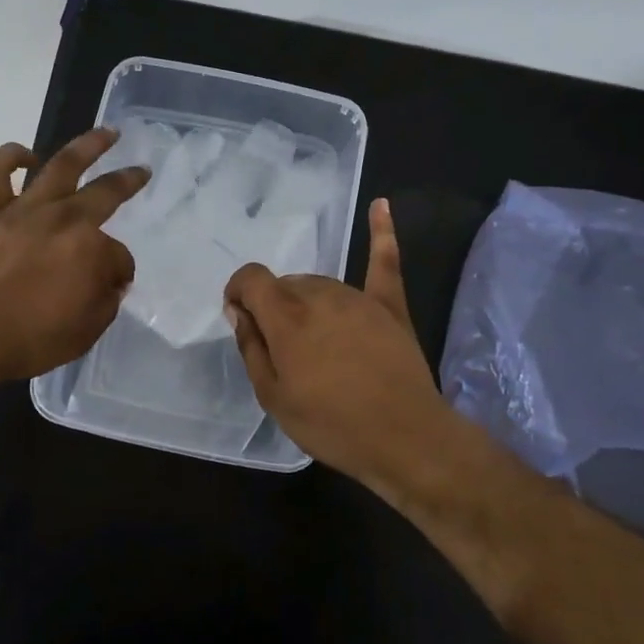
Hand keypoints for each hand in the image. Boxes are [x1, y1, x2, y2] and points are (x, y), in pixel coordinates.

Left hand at [0, 129, 148, 384]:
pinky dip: (10, 157)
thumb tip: (111, 281)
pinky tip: (25, 155)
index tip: (114, 285)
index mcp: (91, 250)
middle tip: (141, 169)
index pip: (119, 256)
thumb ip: (106, 301)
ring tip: (106, 133)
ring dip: (87, 146)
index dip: (119, 272)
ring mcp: (24, 210)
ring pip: (60, 166)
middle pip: (105, 193)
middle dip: (128, 180)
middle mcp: (63, 220)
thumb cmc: (29, 339)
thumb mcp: (86, 332)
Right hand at [223, 198, 459, 486]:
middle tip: (284, 351)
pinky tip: (381, 205)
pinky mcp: (390, 305)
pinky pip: (384, 262)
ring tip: (316, 344)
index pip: (251, 278)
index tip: (241, 320)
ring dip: (307, 302)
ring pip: (319, 283)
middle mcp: (319, 294)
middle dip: (274, 307)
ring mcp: (358, 296)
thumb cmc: (332, 424)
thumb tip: (239, 311)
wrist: (405, 438)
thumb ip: (251, 347)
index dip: (238, 293)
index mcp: (286, 316)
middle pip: (286, 284)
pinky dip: (381, 232)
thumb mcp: (273, 397)